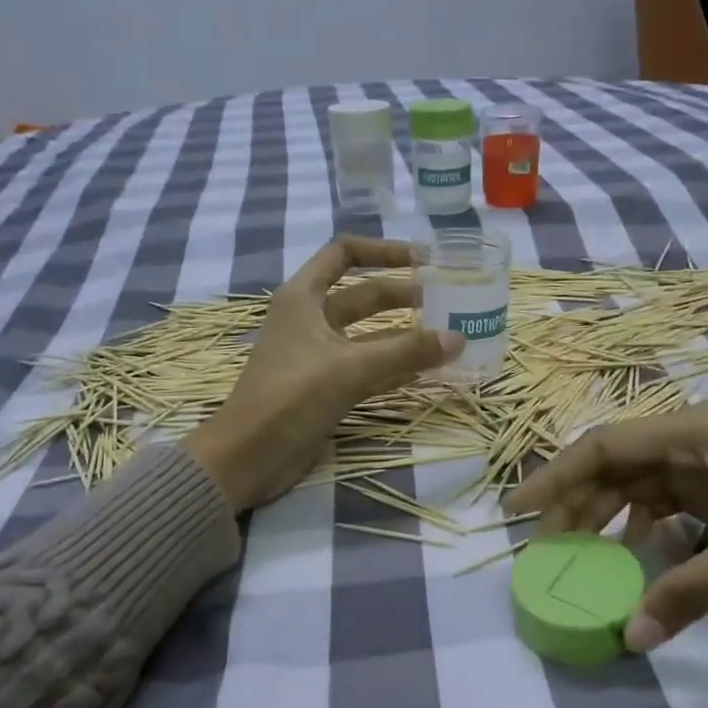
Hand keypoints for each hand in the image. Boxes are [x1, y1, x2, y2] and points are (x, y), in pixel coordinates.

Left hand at [182, 236, 461, 510]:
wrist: (250, 456)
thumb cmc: (292, 398)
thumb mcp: (351, 368)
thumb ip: (406, 351)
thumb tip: (458, 338)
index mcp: (303, 298)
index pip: (344, 254)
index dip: (384, 251)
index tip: (423, 260)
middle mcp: (309, 319)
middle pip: (363, 296)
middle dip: (403, 297)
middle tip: (447, 304)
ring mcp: (317, 356)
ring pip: (368, 336)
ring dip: (402, 336)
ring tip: (444, 338)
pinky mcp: (324, 387)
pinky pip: (366, 369)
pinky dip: (393, 368)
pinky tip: (424, 372)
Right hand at [506, 402, 707, 651]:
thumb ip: (690, 590)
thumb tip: (631, 639)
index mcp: (693, 430)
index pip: (604, 446)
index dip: (556, 476)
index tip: (518, 511)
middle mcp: (695, 439)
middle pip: (617, 466)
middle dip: (578, 504)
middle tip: (547, 549)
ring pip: (642, 485)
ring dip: (610, 516)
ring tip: (582, 554)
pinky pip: (671, 504)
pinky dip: (648, 527)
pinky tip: (638, 555)